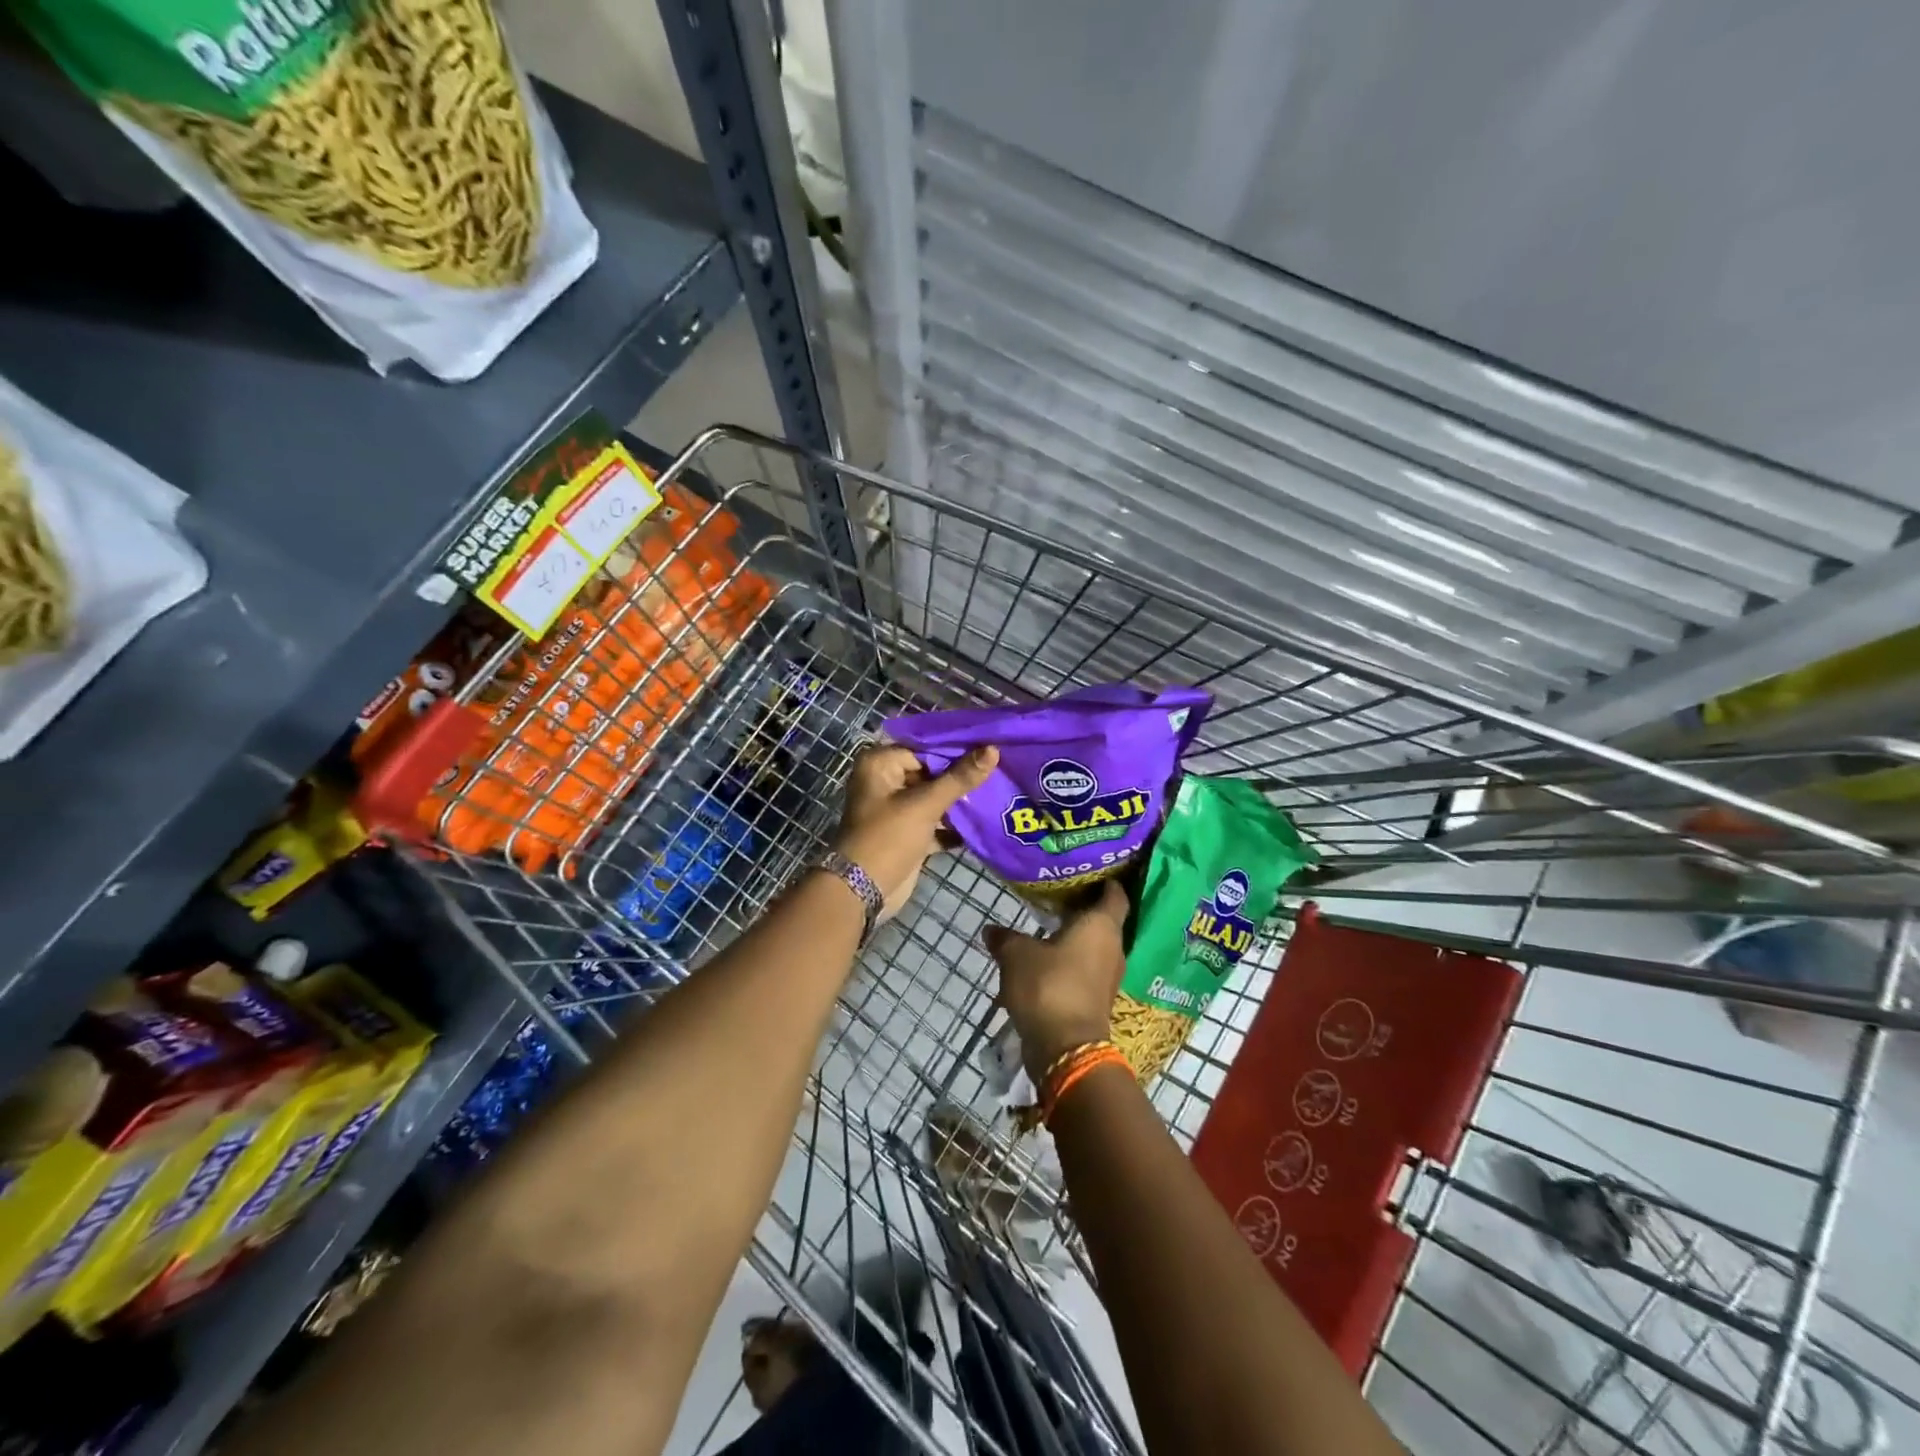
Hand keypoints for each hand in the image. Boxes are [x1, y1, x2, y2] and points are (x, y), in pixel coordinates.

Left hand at [834, 743, 997, 920]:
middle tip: (1000, 769)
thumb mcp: (925, 804)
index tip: (992, 747)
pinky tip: (985, 822)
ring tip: (998, 792)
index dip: (958, 749)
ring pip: (935, 798)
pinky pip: (935, 821)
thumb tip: (992, 749)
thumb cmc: (889, 837)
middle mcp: (886, 781)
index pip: (926, 747)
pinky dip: (954, 825)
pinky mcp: (907, 833)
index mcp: (880, 764)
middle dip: (962, 776)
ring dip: (961, 801)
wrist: (863, 891)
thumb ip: (960, 777)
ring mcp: (896, 809)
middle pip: (931, 772)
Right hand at [983, 882, 1128, 1082]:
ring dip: (1075, 938)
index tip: (1090, 871)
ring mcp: (1108, 977)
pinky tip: (1048, 959)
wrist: (1065, 1049)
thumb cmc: (1048, 986)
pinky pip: (1086, 970)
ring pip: (1094, 947)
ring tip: (1048, 926)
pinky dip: (1071, 962)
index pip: (1115, 894)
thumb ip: (1005, 938)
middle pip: (1104, 920)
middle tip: (1059, 895)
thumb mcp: (1017, 955)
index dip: (1106, 881)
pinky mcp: (1098, 1000)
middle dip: (1084, 909)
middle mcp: (1113, 947)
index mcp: (1102, 926)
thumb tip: (991, 929)